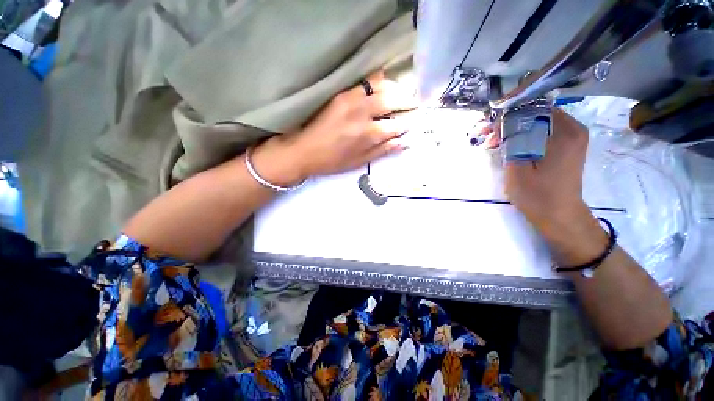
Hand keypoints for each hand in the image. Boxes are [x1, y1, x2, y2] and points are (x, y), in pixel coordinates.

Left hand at [250, 71, 416, 185]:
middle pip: (392, 100)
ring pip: (380, 86)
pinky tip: (383, 83)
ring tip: (401, 94)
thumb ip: (383, 151)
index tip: (414, 121)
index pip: (397, 125)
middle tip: (414, 103)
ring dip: (395, 89)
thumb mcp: (360, 162)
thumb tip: (403, 142)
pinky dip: (377, 80)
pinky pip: (363, 81)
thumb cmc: (332, 161)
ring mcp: (351, 100)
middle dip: (407, 101)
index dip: (407, 123)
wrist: (303, 150)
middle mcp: (363, 113)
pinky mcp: (340, 94)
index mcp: (368, 135)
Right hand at [503, 108, 590, 232]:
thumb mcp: (517, 168)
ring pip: (538, 124)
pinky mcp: (567, 148)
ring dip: (516, 131)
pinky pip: (543, 134)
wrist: (560, 217)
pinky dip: (525, 137)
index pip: (534, 108)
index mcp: (565, 132)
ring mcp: (572, 139)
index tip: (492, 126)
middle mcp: (573, 129)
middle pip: (537, 115)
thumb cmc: (538, 195)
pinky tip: (511, 148)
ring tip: (496, 144)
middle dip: (511, 123)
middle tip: (491, 136)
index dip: (510, 114)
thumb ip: (510, 142)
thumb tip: (502, 123)